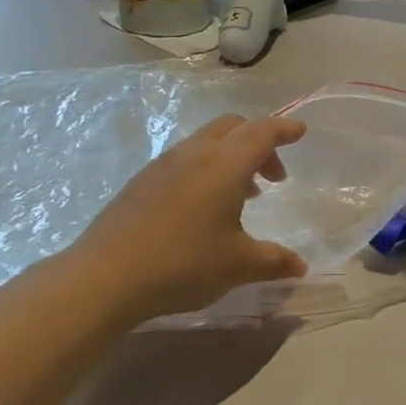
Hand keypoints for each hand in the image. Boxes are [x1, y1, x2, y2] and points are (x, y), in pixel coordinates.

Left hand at [71, 114, 309, 325]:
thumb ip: (273, 261)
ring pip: (205, 143)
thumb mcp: (237, 265)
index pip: (262, 132)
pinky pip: (184, 160)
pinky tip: (201, 208)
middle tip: (272, 176)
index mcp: (224, 165)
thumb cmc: (183, 264)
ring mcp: (162, 165)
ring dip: (230, 158)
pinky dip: (205, 169)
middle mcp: (194, 154)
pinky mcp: (141, 182)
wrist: (105, 277)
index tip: (300, 133)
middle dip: (258, 143)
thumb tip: (300, 266)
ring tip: (240, 196)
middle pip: (232, 127)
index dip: (284, 130)